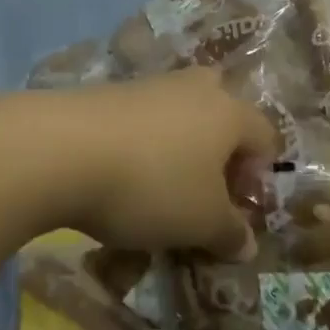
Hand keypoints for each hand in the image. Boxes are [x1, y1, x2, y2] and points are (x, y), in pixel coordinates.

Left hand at [52, 68, 278, 260]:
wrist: (63, 149)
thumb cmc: (152, 185)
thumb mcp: (200, 223)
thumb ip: (230, 233)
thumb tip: (247, 244)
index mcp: (230, 113)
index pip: (265, 136)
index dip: (258, 176)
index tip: (235, 210)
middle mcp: (197, 88)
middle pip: (223, 109)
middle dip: (220, 147)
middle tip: (204, 186)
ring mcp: (152, 84)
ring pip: (180, 111)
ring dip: (179, 145)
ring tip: (159, 186)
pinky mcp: (111, 91)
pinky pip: (143, 117)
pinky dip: (142, 142)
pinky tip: (121, 173)